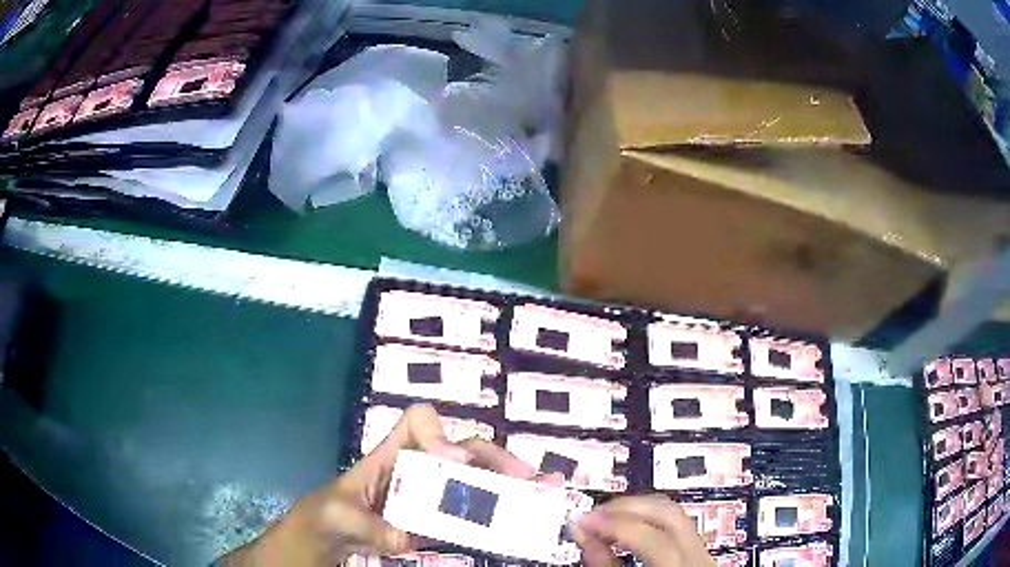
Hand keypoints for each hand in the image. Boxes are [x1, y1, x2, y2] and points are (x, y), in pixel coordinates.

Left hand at [218, 405, 534, 565]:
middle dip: (495, 458)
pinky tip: (525, 516)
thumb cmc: (323, 518)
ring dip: (510, 483)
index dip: (439, 432)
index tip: (453, 461)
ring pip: (477, 479)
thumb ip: (369, 525)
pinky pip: (473, 513)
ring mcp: (432, 498)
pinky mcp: (439, 523)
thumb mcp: (337, 517)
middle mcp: (417, 471)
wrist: (323, 543)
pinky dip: (501, 513)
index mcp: (388, 457)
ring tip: (542, 492)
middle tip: (524, 478)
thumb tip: (406, 535)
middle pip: (462, 448)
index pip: (416, 423)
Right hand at [573, 495, 714, 566]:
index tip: (582, 521)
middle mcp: (699, 558)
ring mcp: (703, 553)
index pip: (653, 539)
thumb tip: (582, 531)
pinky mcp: (698, 552)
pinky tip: (627, 525)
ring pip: (674, 514)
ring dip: (637, 509)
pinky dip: (648, 519)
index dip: (615, 525)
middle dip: (628, 508)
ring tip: (606, 517)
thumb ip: (603, 565)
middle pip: (669, 515)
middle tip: (593, 514)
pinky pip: (675, 524)